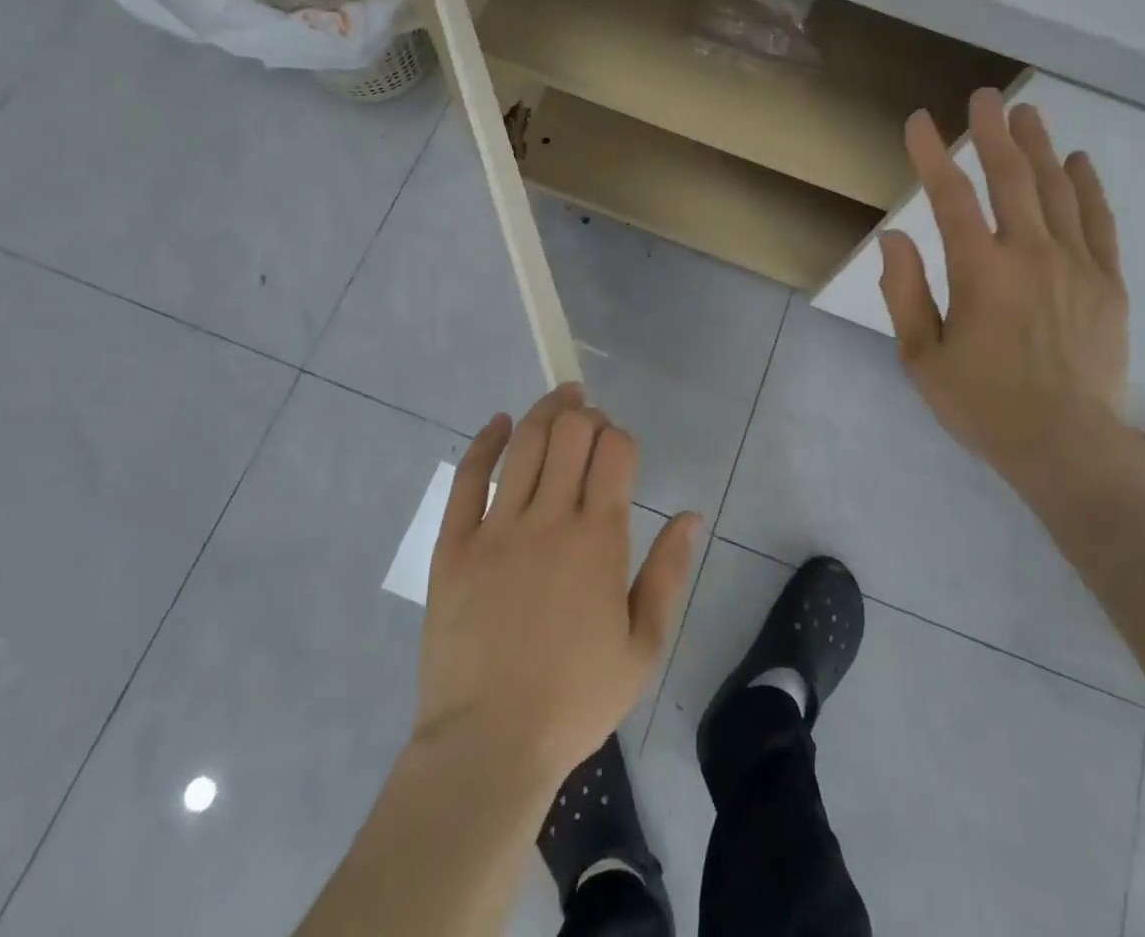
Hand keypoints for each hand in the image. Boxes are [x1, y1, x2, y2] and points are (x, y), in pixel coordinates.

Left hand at [414, 384, 700, 790]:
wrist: (488, 745)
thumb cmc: (575, 699)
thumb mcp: (642, 646)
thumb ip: (668, 573)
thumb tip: (689, 515)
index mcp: (600, 540)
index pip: (615, 453)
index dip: (620, 436)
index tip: (619, 446)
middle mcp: (550, 519)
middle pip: (571, 434)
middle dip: (587, 415)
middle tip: (591, 419)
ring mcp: (497, 529)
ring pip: (525, 444)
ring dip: (547, 411)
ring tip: (560, 399)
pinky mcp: (455, 545)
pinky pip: (468, 478)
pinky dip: (485, 442)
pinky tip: (499, 423)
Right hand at [879, 90, 1130, 490]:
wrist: (1068, 446)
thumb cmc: (984, 404)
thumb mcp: (922, 357)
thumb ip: (905, 292)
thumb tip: (894, 237)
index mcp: (980, 272)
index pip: (951, 197)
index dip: (931, 154)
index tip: (919, 122)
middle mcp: (1030, 254)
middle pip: (1010, 177)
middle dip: (993, 132)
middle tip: (984, 96)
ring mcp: (1076, 264)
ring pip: (1055, 190)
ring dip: (1038, 146)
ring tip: (1026, 113)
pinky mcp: (1108, 282)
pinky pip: (1099, 222)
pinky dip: (1087, 187)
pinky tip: (1078, 162)